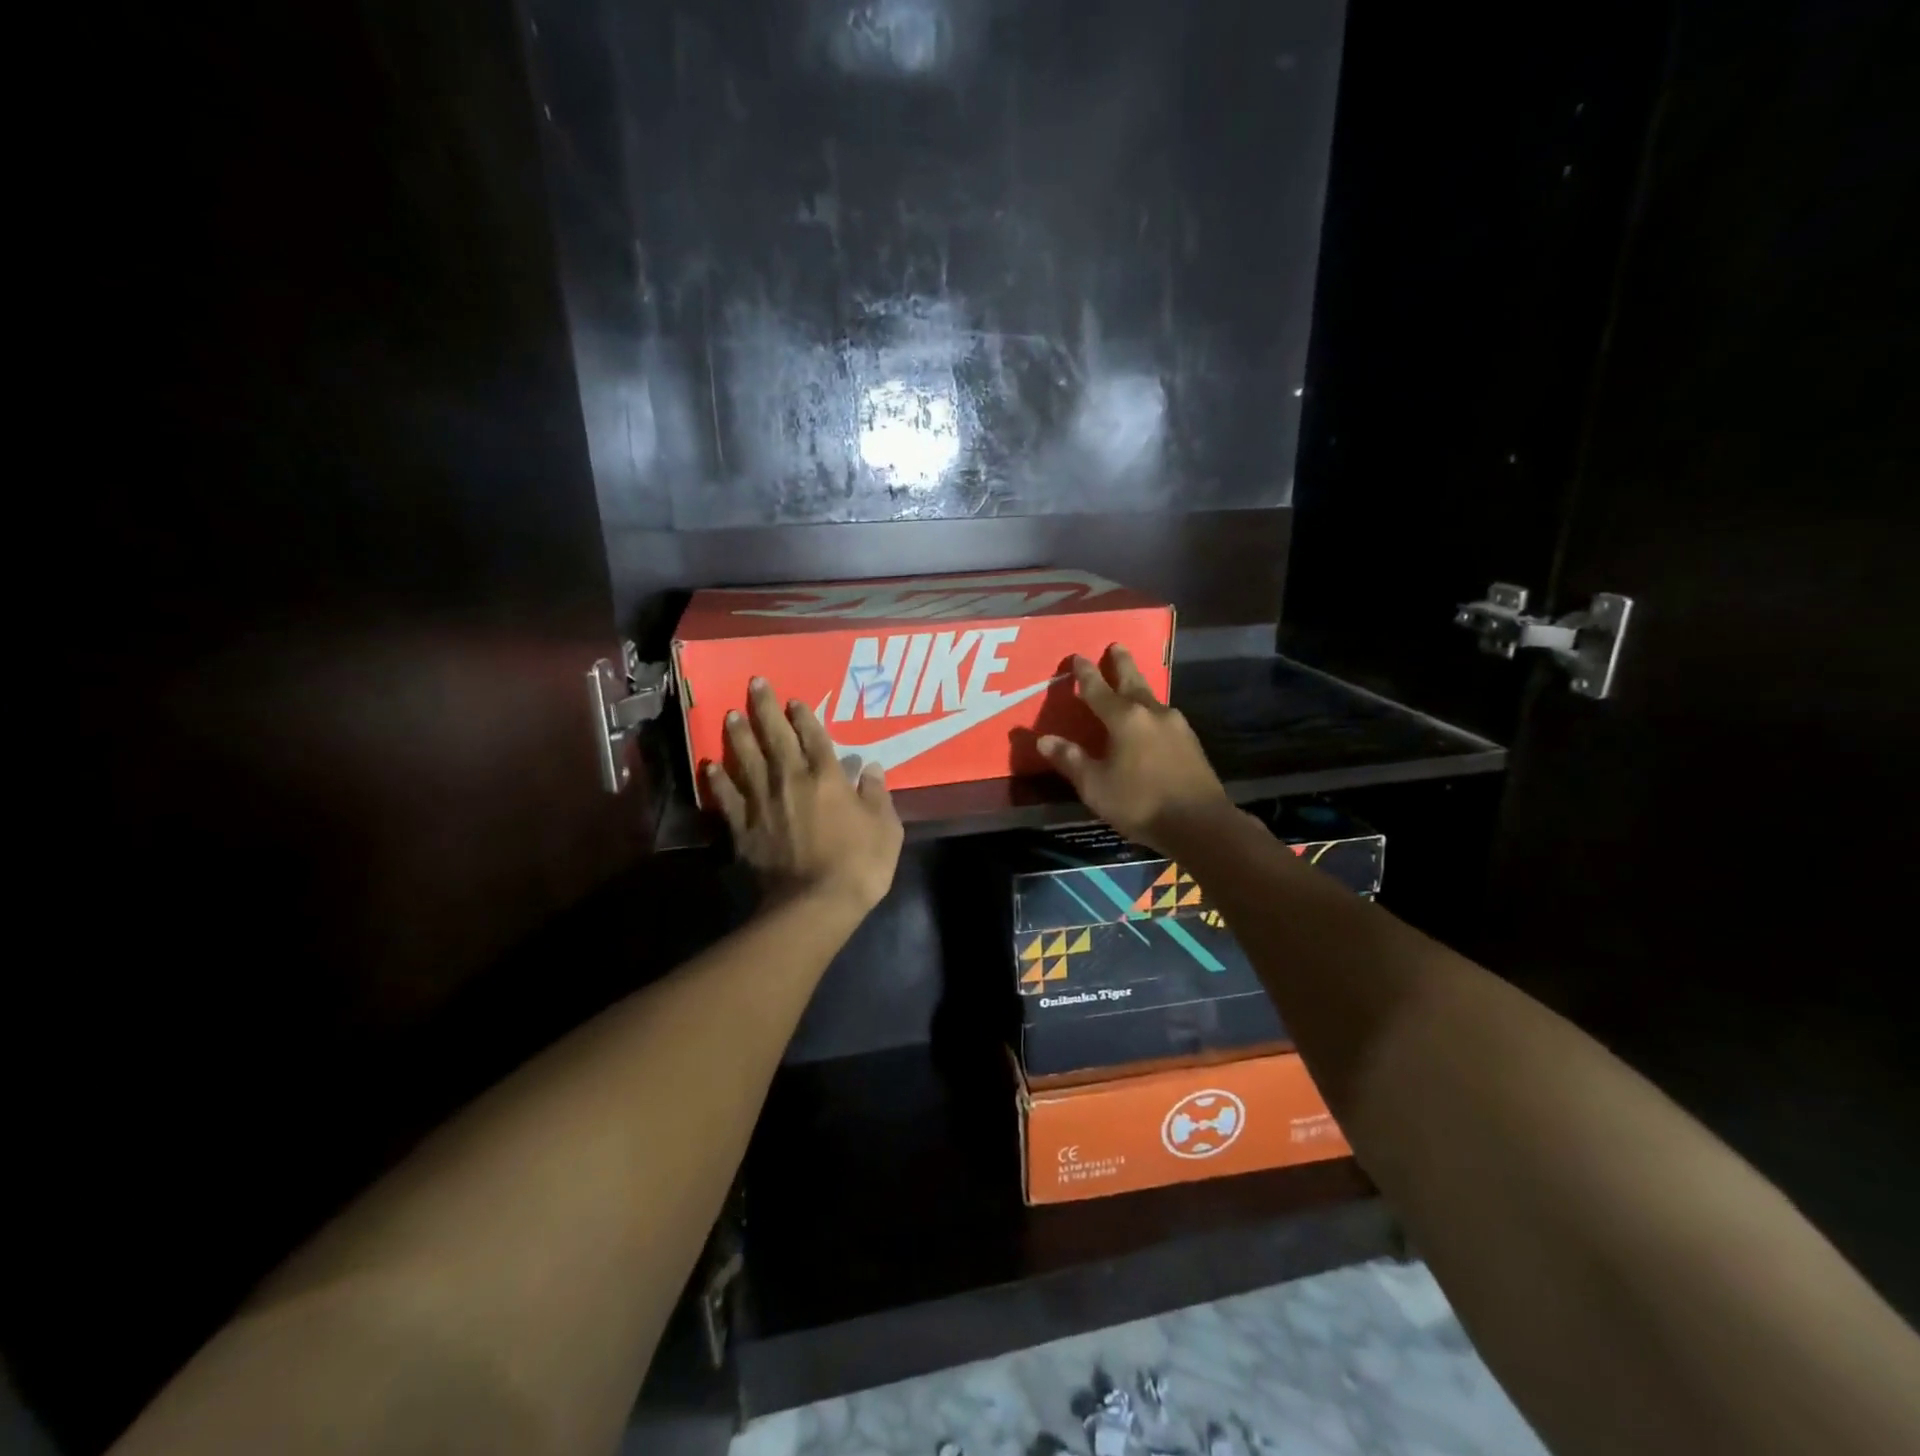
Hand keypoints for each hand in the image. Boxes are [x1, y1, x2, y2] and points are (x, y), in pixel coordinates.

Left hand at [707, 677, 903, 916]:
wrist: (813, 903)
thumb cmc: (859, 865)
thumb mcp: (886, 828)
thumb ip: (877, 795)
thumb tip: (869, 768)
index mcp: (828, 777)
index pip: (814, 737)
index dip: (804, 716)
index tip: (793, 699)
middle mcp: (791, 780)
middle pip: (776, 737)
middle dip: (765, 709)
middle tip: (754, 684)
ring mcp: (763, 802)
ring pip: (747, 760)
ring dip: (739, 736)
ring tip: (730, 715)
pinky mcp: (743, 827)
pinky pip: (728, 797)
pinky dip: (718, 780)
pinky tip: (711, 765)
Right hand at [1036, 645, 1231, 851]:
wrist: (1199, 823)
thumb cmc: (1140, 802)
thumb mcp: (1095, 785)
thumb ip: (1070, 760)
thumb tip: (1044, 739)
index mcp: (1124, 718)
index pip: (1098, 689)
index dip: (1085, 673)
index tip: (1077, 656)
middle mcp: (1151, 713)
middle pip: (1133, 681)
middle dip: (1121, 663)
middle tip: (1116, 645)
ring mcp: (1176, 726)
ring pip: (1151, 696)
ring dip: (1139, 684)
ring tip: (1131, 679)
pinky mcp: (1190, 742)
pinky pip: (1164, 715)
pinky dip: (1151, 708)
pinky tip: (1151, 718)